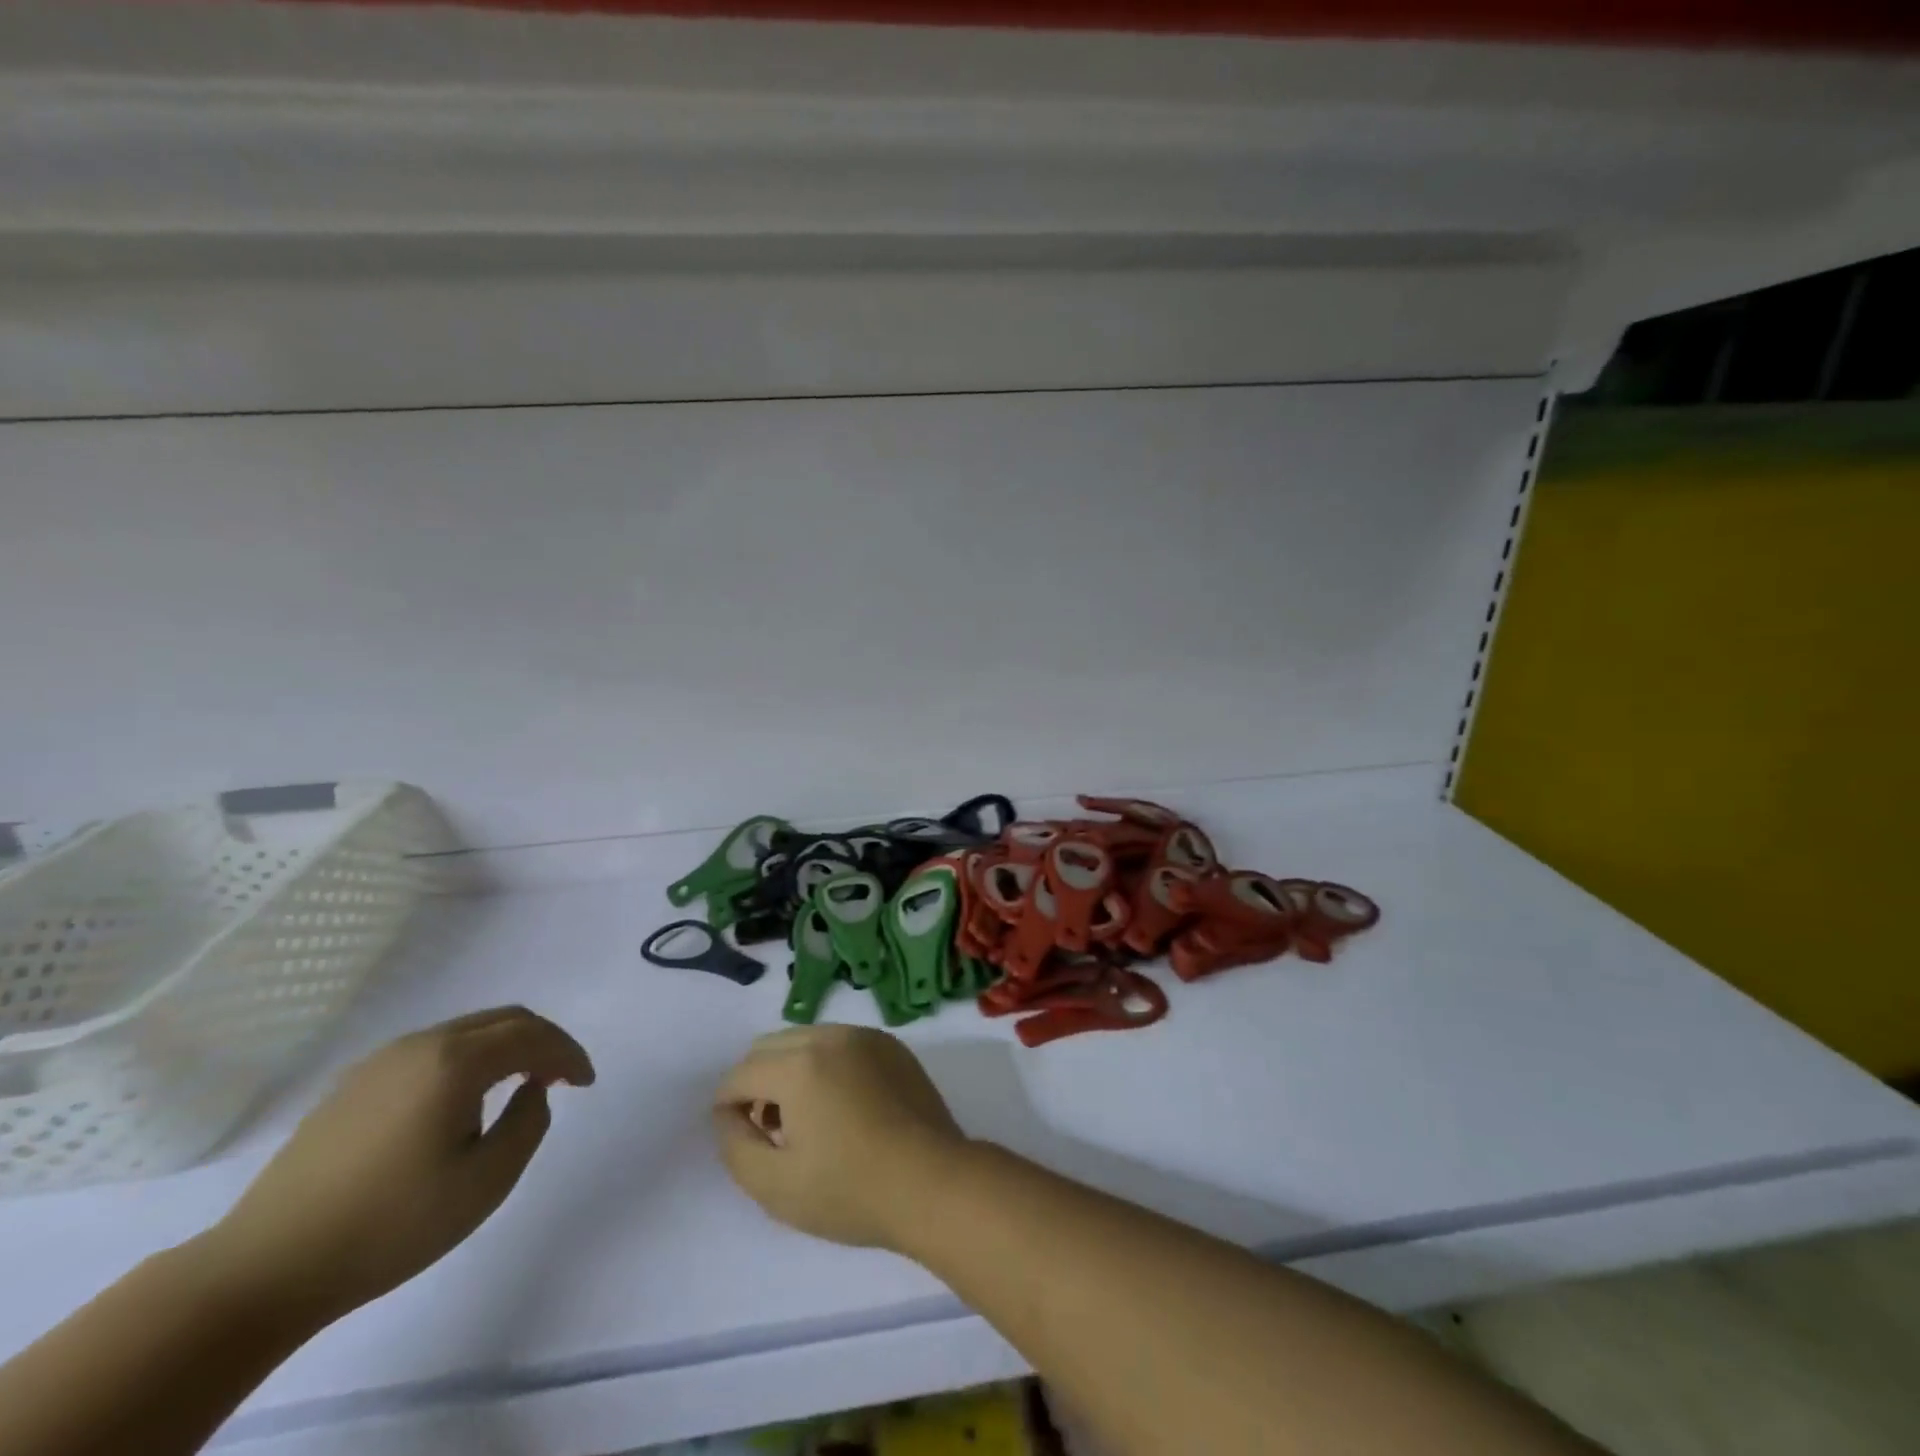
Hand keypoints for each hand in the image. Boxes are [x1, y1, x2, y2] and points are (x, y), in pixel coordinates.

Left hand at [202, 1006, 594, 1324]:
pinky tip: (462, 1100)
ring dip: (505, 1048)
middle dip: (542, 1042)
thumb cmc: (390, 1225)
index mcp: (456, 1061)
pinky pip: (432, 1051)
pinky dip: (467, 1060)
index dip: (569, 1054)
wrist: (264, 1269)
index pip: (533, 1036)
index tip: (586, 1083)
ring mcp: (381, 1061)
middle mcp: (422, 1044)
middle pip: (503, 1020)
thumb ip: (528, 1122)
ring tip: (518, 1086)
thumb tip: (531, 1089)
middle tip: (562, 1077)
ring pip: (466, 1032)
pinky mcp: (353, 1084)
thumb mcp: (485, 1182)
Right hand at [712, 1025, 967, 1248]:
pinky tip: (840, 1106)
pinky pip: (841, 1043)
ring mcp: (866, 1036)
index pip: (742, 1073)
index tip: (738, 1136)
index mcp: (799, 1065)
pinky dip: (825, 1065)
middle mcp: (830, 1036)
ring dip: (790, 1070)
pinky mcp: (891, 1045)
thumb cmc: (850, 1190)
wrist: (933, 1182)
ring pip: (806, 1039)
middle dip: (757, 1082)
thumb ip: (736, 1146)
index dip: (727, 1105)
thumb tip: (728, 1115)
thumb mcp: (775, 1185)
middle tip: (768, 1128)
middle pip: (771, 1046)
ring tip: (804, 1119)